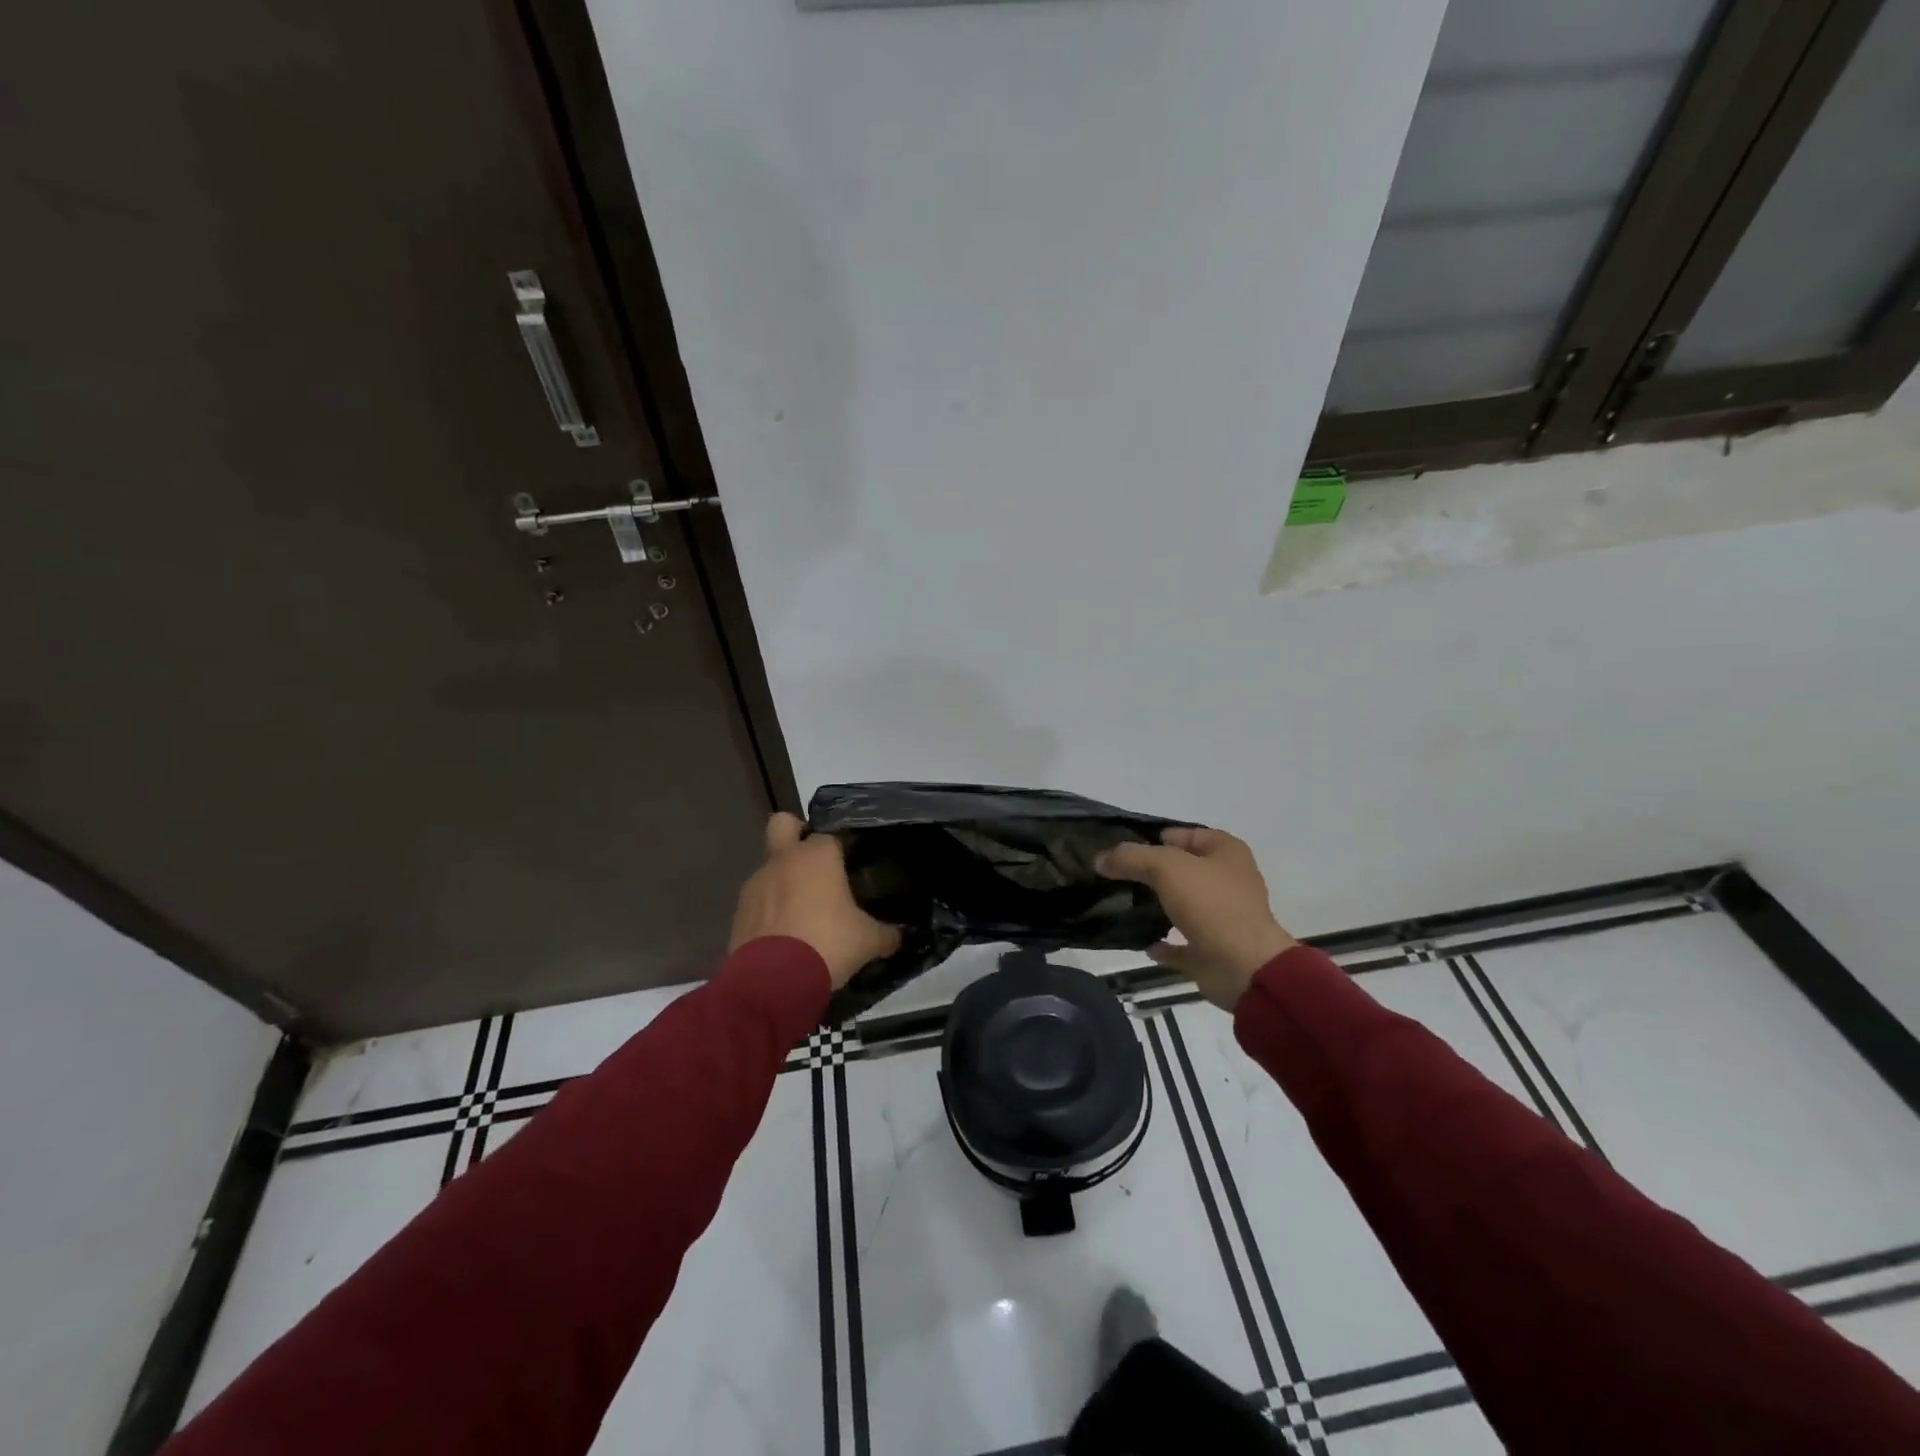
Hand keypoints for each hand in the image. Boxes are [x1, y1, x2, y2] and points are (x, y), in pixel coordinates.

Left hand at [729, 813, 900, 988]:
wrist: (771, 984)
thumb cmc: (827, 945)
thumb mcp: (868, 942)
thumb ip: (887, 934)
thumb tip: (898, 936)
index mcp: (817, 856)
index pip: (831, 834)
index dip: (842, 847)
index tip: (853, 866)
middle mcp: (783, 860)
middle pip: (783, 824)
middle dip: (796, 834)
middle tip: (816, 863)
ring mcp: (756, 884)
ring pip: (771, 867)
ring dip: (785, 881)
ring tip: (805, 913)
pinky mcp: (739, 912)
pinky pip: (759, 900)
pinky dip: (771, 910)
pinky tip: (787, 936)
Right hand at [1096, 827, 1295, 1010]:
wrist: (1243, 967)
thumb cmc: (1210, 904)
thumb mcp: (1165, 867)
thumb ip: (1131, 857)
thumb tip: (1100, 858)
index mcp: (1227, 853)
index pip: (1187, 834)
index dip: (1157, 837)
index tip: (1124, 847)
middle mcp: (1229, 882)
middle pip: (1185, 870)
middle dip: (1154, 872)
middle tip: (1117, 874)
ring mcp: (1224, 918)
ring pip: (1185, 905)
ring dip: (1159, 906)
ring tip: (1123, 904)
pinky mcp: (1215, 951)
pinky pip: (1184, 944)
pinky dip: (1166, 945)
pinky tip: (1143, 943)